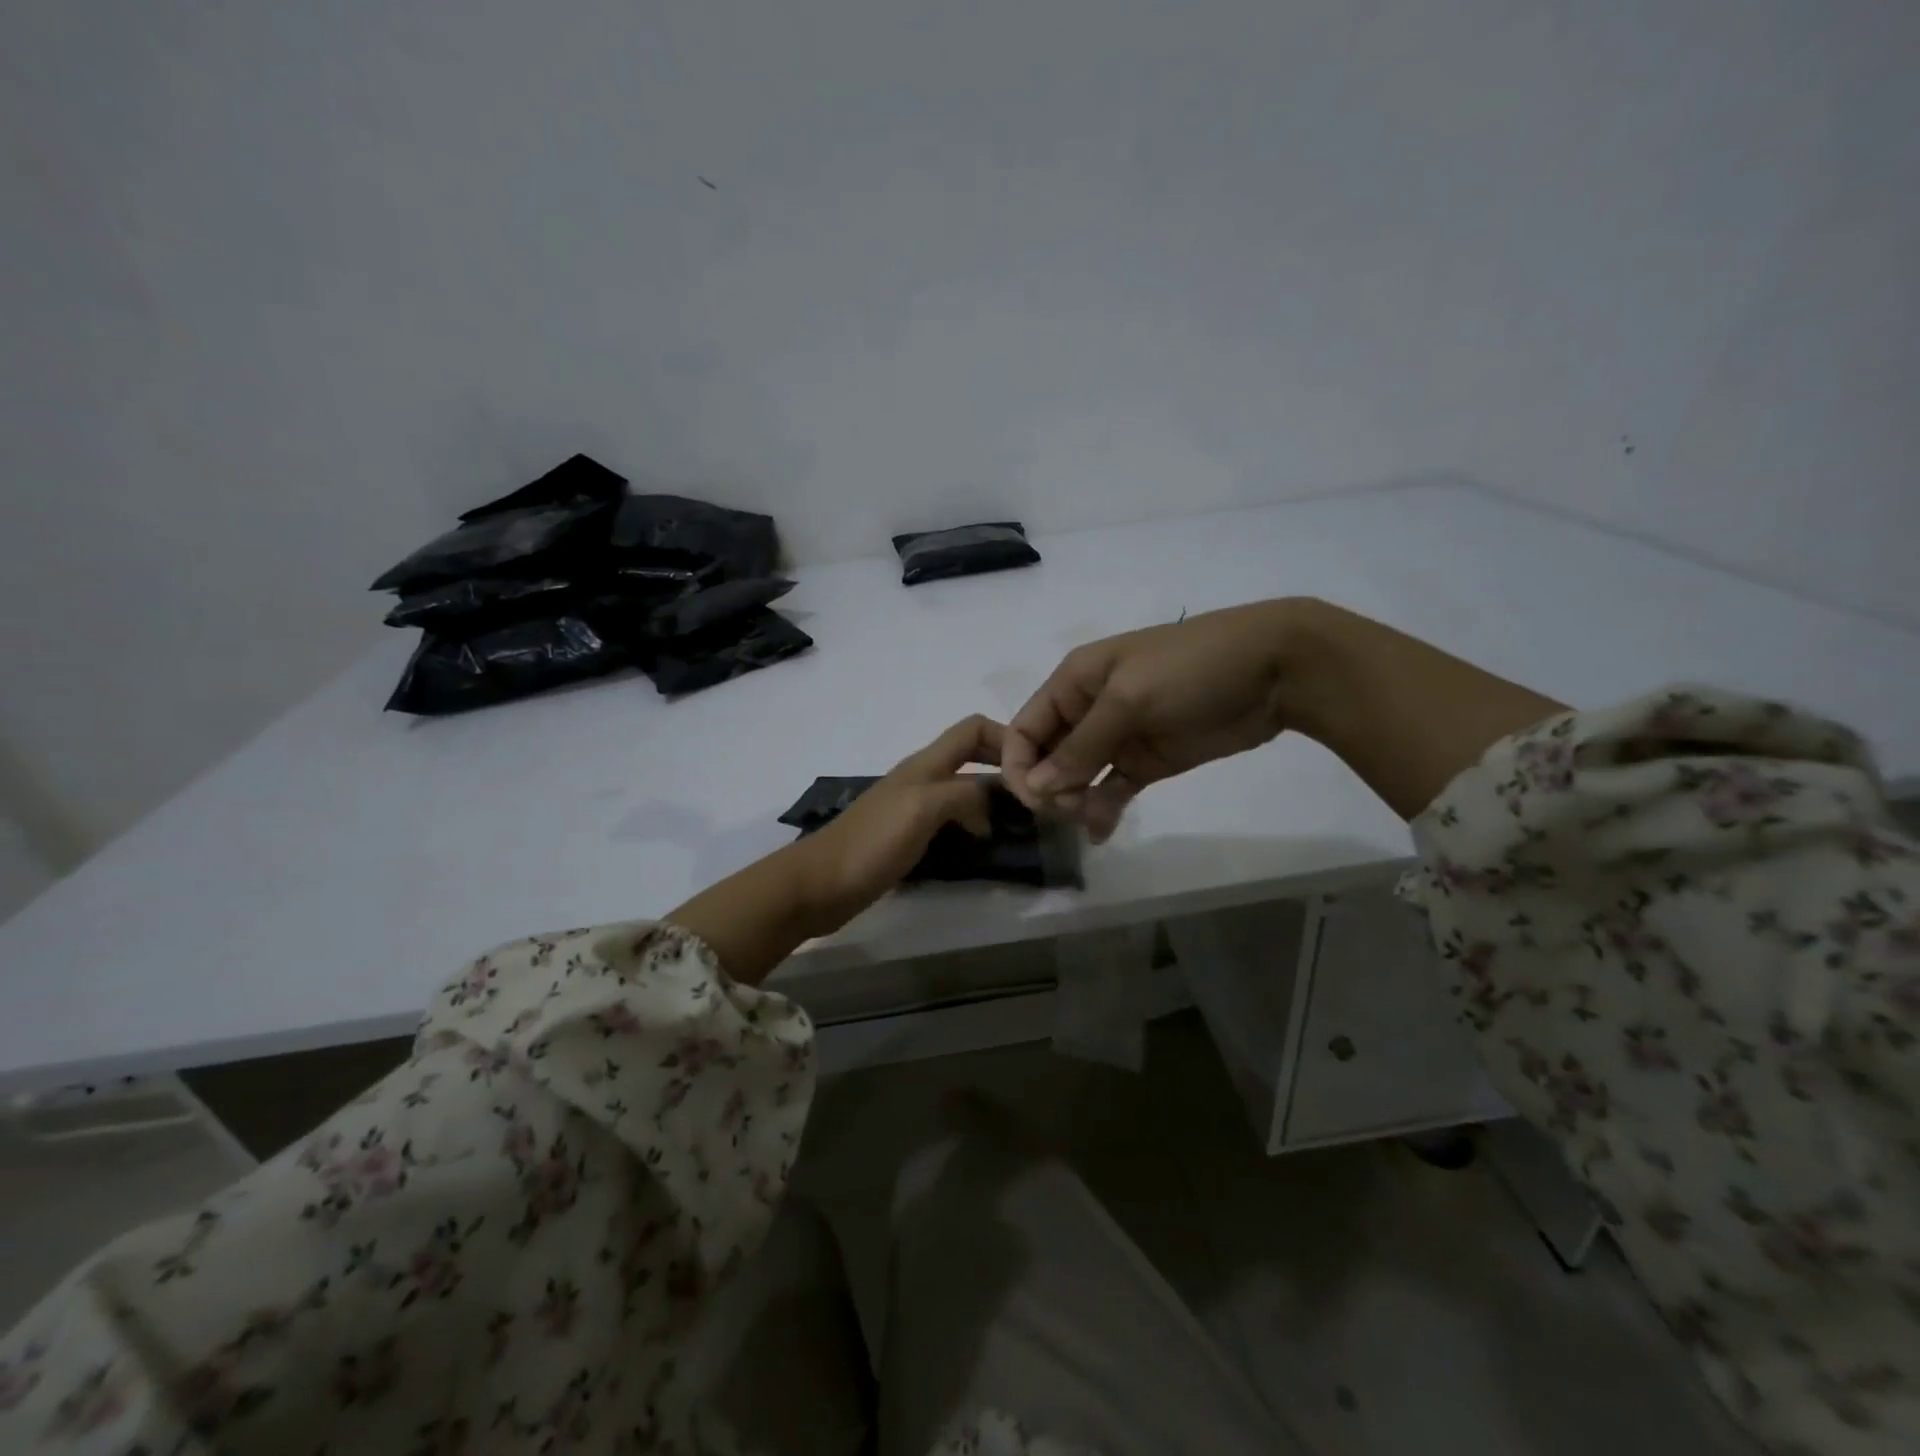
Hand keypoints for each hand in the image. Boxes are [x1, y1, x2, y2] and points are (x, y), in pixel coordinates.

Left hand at [666, 717, 1004, 983]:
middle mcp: (923, 779)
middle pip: (972, 758)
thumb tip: (993, 804)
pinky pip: (953, 821)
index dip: (1006, 738)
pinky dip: (974, 826)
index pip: (973, 729)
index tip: (1035, 769)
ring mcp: (915, 809)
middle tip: (1037, 800)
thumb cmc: (870, 843)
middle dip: (1006, 769)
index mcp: (926, 764)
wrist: (819, 885)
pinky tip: (987, 847)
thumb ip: (963, 794)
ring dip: (994, 800)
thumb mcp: (923, 808)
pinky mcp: (909, 838)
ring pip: (965, 790)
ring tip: (1022, 825)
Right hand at [1003, 600, 1303, 841]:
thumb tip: (1036, 787)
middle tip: (1070, 810)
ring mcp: (1119, 738)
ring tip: (1089, 819)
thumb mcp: (1129, 699)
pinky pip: (1112, 789)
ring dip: (1073, 802)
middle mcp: (1088, 710)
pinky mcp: (1148, 761)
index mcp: (1073, 682)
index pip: (1024, 728)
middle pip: (1046, 756)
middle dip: (1048, 787)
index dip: (1018, 764)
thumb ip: (1081, 746)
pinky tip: (1102, 832)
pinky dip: (1102, 810)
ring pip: (1076, 778)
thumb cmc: (1191, 669)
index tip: (1033, 800)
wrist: (1275, 670)